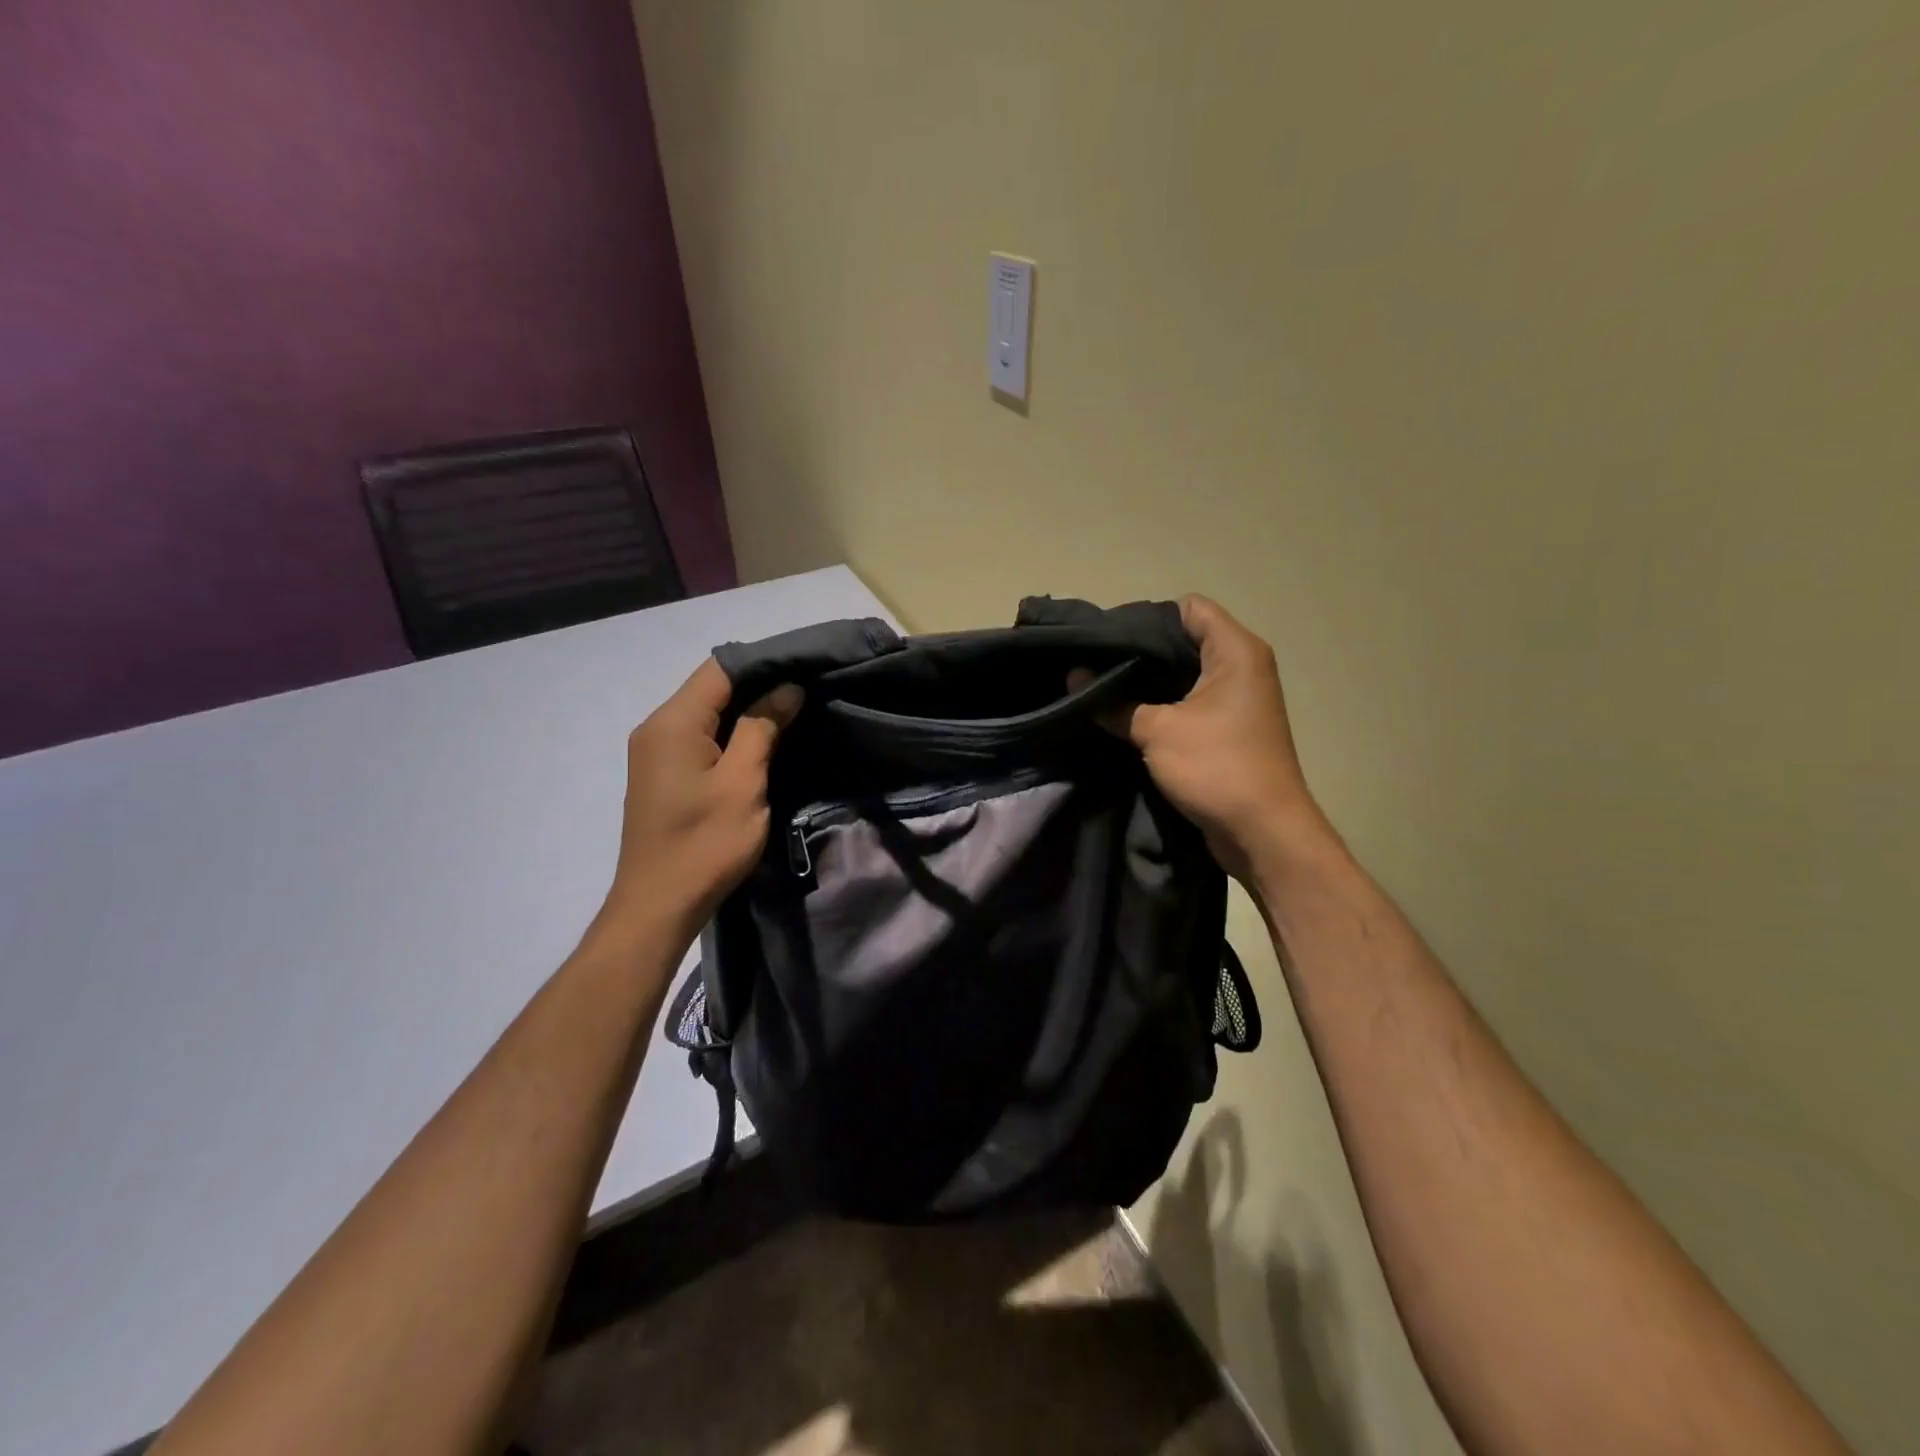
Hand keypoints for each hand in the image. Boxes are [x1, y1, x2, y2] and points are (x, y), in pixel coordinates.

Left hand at [599, 658, 802, 939]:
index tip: (806, 667)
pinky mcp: (662, 774)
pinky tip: (760, 740)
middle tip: (807, 689)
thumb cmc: (705, 843)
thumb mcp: (743, 782)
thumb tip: (787, 688)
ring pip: (706, 713)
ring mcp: (655, 752)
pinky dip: (729, 732)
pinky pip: (699, 737)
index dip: (764, 663)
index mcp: (673, 723)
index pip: (720, 669)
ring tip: (793, 710)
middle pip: (710, 687)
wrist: (658, 906)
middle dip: (758, 684)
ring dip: (746, 709)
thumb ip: (762, 728)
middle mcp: (656, 728)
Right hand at [1080, 596, 1329, 882]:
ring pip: (1185, 673)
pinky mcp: (1231, 727)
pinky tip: (1126, 715)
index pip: (1189, 608)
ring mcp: (1239, 698)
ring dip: (1149, 682)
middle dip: (1141, 651)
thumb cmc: (1216, 767)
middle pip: (1185, 639)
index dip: (1147, 617)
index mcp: (1236, 651)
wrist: (1263, 832)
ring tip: (1104, 687)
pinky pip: (1191, 701)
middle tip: (1097, 664)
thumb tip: (1074, 677)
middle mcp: (1243, 666)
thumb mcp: (1157, 731)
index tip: (1109, 640)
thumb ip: (1113, 702)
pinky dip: (1162, 705)